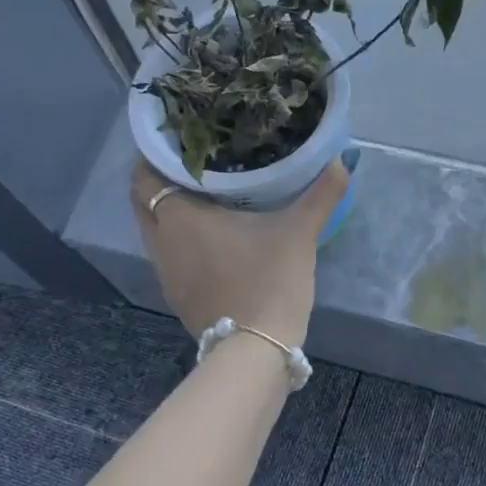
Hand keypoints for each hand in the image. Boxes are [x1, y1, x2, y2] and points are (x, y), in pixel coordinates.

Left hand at [130, 157, 347, 348]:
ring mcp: (166, 273)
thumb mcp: (299, 231)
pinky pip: (168, 255)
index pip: (145, 176)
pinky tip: (210, 237)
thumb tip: (342, 159)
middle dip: (158, 179)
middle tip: (191, 161)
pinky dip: (179, 239)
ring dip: (168, 211)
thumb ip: (321, 192)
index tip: (176, 138)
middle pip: (143, 202)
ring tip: (202, 193)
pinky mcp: (178, 296)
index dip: (152, 154)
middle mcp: (162, 242)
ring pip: (155, 231)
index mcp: (179, 217)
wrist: (257, 347)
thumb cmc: (270, 278)